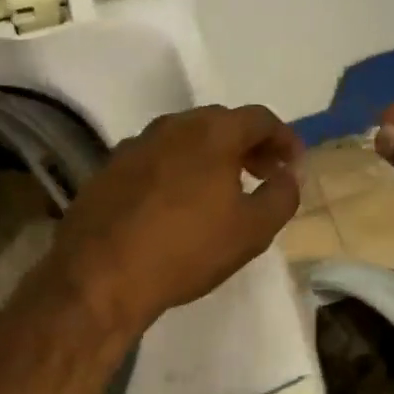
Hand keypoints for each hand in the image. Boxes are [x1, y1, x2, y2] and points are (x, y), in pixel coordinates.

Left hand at [48, 105, 302, 335]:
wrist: (100, 274)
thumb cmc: (186, 250)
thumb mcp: (251, 230)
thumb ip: (281, 196)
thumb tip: (289, 175)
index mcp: (211, 132)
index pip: (259, 118)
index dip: (283, 139)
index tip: (293, 164)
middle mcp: (171, 126)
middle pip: (219, 123)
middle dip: (247, 145)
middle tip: (262, 174)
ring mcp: (134, 146)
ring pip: (183, 139)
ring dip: (209, 156)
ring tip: (220, 190)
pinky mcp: (108, 170)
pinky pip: (154, 160)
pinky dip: (175, 170)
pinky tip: (175, 203)